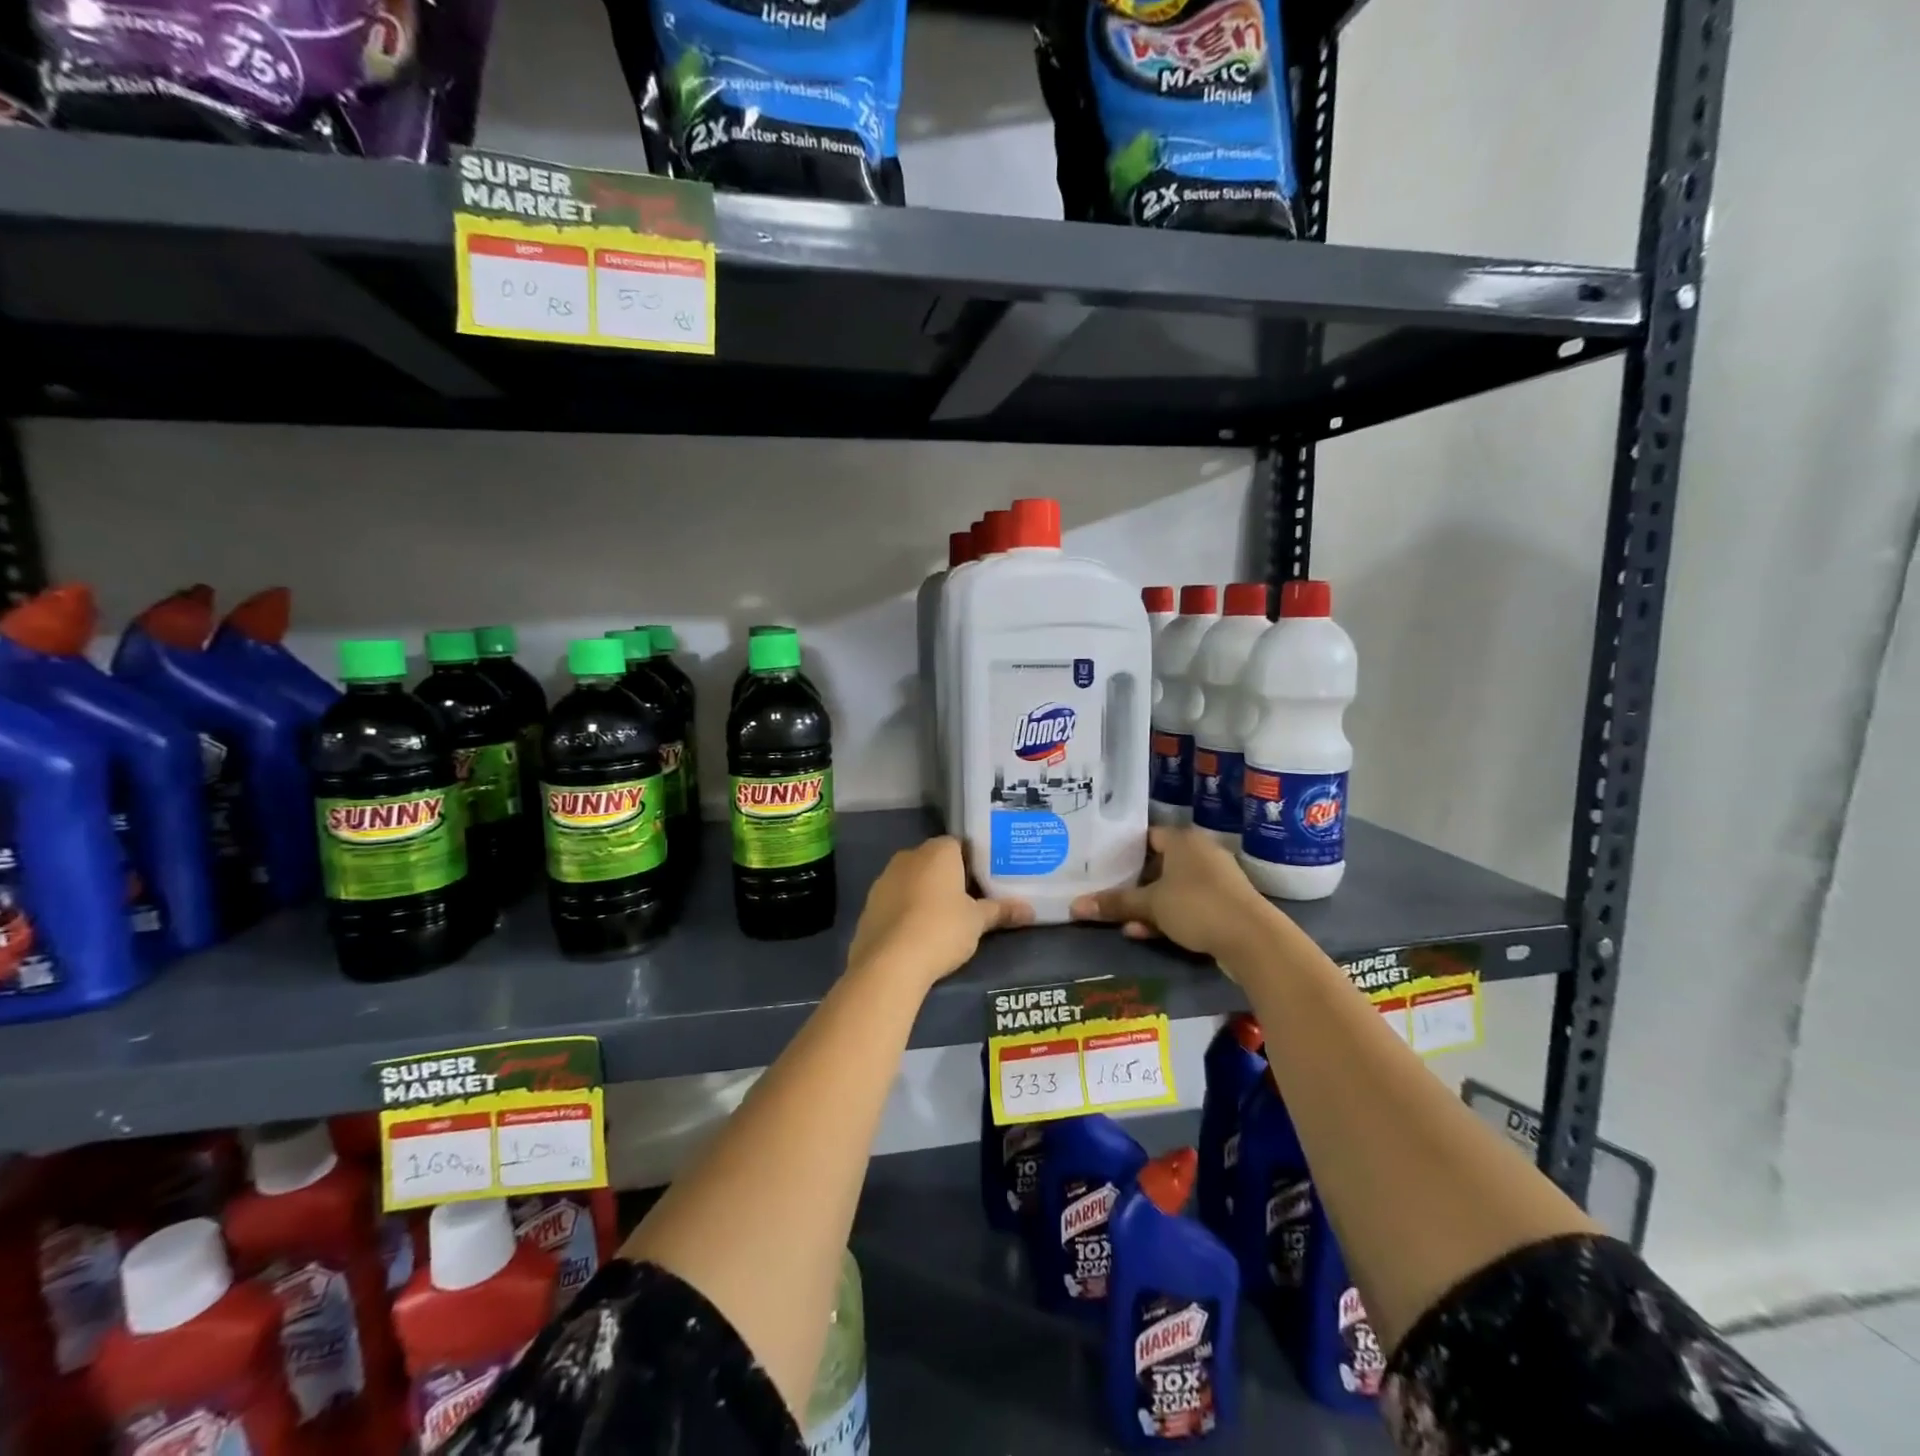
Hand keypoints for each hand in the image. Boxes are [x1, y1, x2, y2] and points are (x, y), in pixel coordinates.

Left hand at [847, 837, 1032, 989]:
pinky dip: (905, 911)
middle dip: (947, 877)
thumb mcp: (977, 922)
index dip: (972, 861)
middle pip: (933, 861)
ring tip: (942, 919)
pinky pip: (894, 901)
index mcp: (937, 851)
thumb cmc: (942, 929)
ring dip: (924, 893)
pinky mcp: (869, 905)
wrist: (890, 962)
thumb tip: (1030, 911)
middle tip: (967, 900)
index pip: (958, 845)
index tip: (983, 881)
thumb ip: (1001, 911)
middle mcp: (908, 856)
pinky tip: (916, 933)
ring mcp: (884, 879)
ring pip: (911, 880)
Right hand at [1070, 825, 1279, 967]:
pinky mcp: (1225, 904)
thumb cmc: (1196, 906)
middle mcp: (1200, 853)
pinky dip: (1168, 915)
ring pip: (1173, 887)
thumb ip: (1115, 903)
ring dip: (1149, 903)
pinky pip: (1188, 904)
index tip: (1102, 863)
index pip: (1147, 836)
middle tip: (1107, 890)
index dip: (1124, 849)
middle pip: (1159, 863)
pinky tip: (1144, 932)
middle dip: (1134, 881)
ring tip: (1122, 919)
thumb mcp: (1150, 905)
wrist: (1253, 939)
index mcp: (1183, 840)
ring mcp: (1216, 879)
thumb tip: (1074, 906)